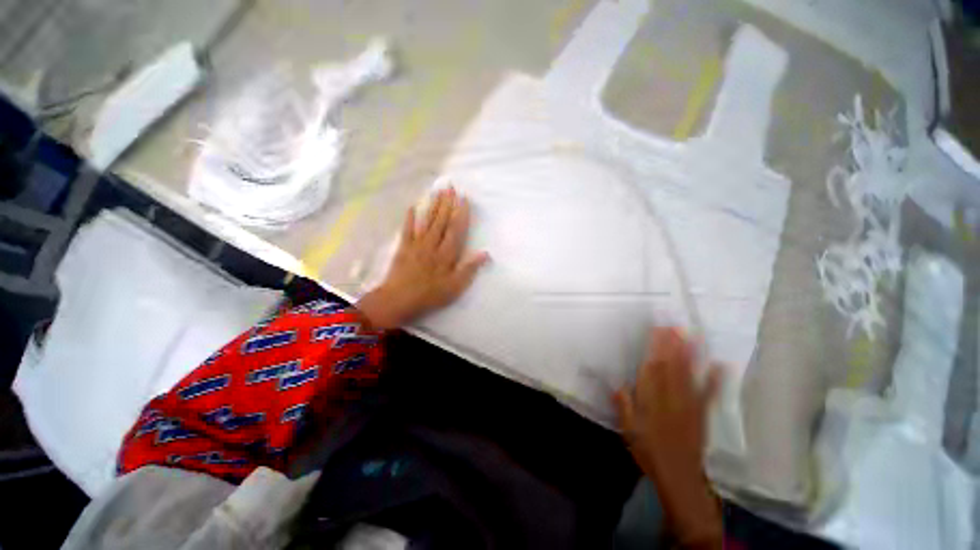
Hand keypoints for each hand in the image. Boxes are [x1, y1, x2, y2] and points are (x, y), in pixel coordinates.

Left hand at [357, 186, 488, 330]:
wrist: (398, 300)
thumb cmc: (430, 295)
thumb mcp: (455, 287)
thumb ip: (469, 269)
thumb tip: (485, 253)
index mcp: (446, 254)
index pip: (456, 229)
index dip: (461, 213)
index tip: (464, 198)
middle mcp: (432, 244)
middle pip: (442, 221)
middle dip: (447, 203)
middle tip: (451, 186)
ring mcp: (417, 244)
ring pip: (427, 221)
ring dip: (433, 205)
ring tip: (438, 191)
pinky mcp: (403, 247)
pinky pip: (407, 229)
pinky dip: (410, 217)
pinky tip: (413, 206)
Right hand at [614, 328, 723, 548]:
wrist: (679, 475)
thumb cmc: (649, 450)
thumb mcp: (629, 430)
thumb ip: (624, 406)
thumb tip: (618, 384)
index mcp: (651, 400)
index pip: (653, 368)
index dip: (655, 348)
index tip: (656, 331)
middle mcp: (671, 398)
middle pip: (671, 366)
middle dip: (673, 344)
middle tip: (674, 324)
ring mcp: (689, 404)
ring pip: (688, 374)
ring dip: (690, 354)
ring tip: (692, 335)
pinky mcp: (702, 413)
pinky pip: (709, 393)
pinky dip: (715, 379)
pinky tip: (719, 365)